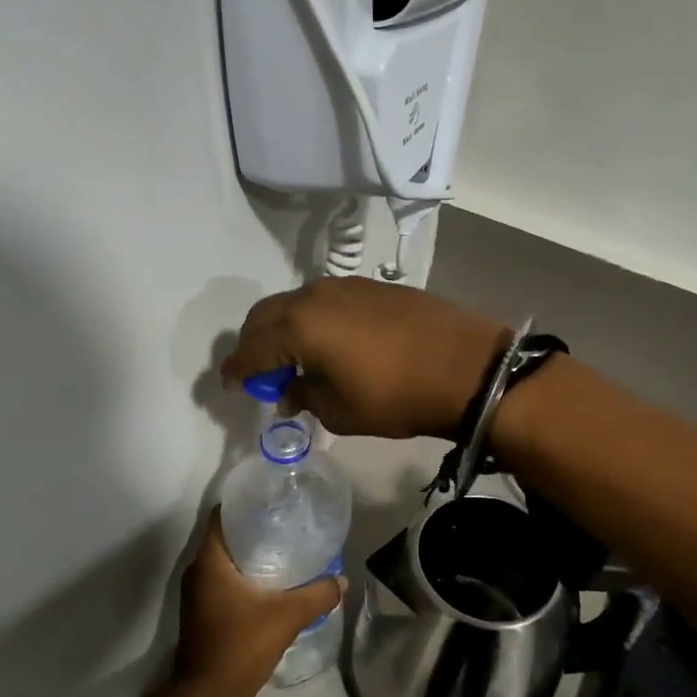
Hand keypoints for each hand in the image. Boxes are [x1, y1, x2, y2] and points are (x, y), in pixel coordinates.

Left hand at [170, 510, 342, 696]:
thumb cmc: (239, 647)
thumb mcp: (286, 617)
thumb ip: (317, 595)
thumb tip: (342, 581)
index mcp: (210, 561)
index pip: (221, 515)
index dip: (244, 502)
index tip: (272, 499)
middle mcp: (198, 571)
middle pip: (225, 536)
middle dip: (254, 527)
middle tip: (287, 522)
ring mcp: (198, 594)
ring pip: (225, 560)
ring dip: (250, 553)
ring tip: (285, 548)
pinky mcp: (203, 612)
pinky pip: (224, 580)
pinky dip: (245, 575)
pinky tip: (272, 582)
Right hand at [220, 277, 508, 439]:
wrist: (467, 366)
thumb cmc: (397, 396)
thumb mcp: (340, 411)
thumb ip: (304, 396)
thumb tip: (290, 390)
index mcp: (299, 325)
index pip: (252, 348)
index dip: (237, 369)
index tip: (229, 383)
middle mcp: (314, 296)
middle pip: (266, 315)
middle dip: (254, 343)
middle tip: (257, 372)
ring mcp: (346, 286)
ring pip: (296, 303)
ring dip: (284, 329)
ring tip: (292, 358)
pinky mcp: (372, 286)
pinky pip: (325, 301)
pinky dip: (312, 320)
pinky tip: (327, 343)